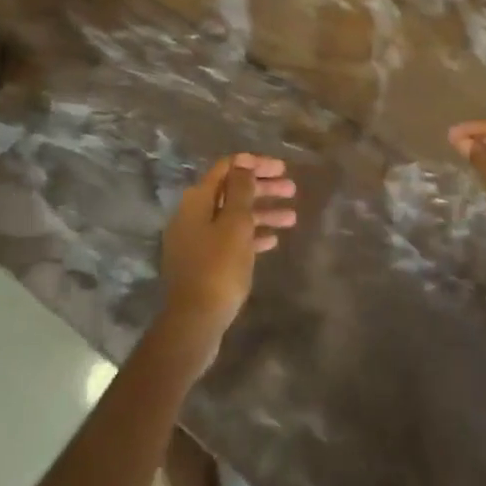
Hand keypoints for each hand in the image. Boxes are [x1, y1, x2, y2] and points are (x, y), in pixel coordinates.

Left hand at [158, 154, 296, 368]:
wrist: (195, 322)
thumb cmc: (218, 267)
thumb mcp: (235, 223)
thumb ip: (240, 190)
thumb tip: (243, 165)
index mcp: (198, 199)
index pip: (227, 167)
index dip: (255, 164)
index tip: (282, 168)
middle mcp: (193, 214)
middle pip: (232, 191)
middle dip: (263, 188)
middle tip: (292, 190)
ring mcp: (197, 239)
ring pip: (234, 216)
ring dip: (262, 212)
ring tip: (292, 218)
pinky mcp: (203, 262)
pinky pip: (230, 239)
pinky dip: (251, 235)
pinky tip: (273, 241)